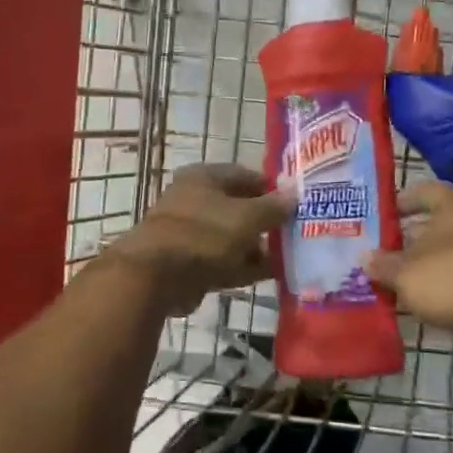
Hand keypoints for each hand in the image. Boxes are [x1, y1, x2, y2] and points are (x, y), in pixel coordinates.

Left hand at [103, 164, 290, 315]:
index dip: (271, 187)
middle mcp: (193, 200)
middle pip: (238, 207)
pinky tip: (270, 274)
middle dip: (266, 221)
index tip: (296, 203)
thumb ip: (273, 206)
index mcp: (203, 177)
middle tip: (295, 233)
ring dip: (256, 247)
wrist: (156, 276)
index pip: (244, 175)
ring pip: (231, 237)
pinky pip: (223, 261)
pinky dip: (243, 266)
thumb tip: (295, 192)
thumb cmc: (204, 234)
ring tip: (289, 257)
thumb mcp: (247, 217)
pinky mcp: (188, 264)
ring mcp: (189, 233)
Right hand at [364, 181, 452, 361]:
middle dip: (407, 238)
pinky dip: (437, 289)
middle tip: (379, 250)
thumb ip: (382, 264)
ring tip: (391, 278)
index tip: (380, 214)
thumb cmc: (450, 275)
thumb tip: (364, 259)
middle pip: (434, 225)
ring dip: (421, 266)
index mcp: (452, 205)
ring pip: (444, 255)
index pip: (423, 191)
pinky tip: (414, 300)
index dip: (400, 201)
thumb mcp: (403, 271)